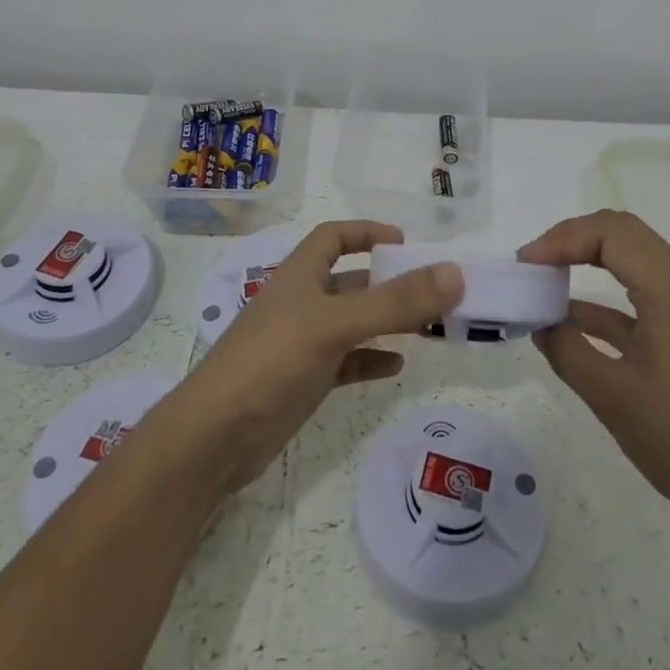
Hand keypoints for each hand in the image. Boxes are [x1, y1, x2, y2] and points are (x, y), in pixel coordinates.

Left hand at [154, 221, 462, 494]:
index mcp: (300, 274)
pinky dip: (371, 359)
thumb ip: (395, 301)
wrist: (214, 438)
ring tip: (429, 327)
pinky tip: (396, 367)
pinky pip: (346, 362)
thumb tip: (455, 273)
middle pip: (351, 281)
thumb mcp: (335, 324)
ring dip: (387, 322)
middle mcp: (301, 302)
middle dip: (389, 282)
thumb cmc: (271, 361)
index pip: (333, 236)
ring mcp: (301, 344)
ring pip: (353, 322)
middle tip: (434, 290)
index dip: (367, 231)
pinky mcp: (303, 381)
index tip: (405, 241)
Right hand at [520, 210, 669, 523]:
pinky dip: (601, 300)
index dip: (563, 239)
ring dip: (587, 263)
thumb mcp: (613, 397)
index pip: (611, 233)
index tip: (527, 266)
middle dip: (573, 239)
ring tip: (544, 284)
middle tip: (534, 263)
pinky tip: (568, 322)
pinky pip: (638, 297)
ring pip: (631, 262)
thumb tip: (540, 324)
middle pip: (623, 235)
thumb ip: (569, 352)